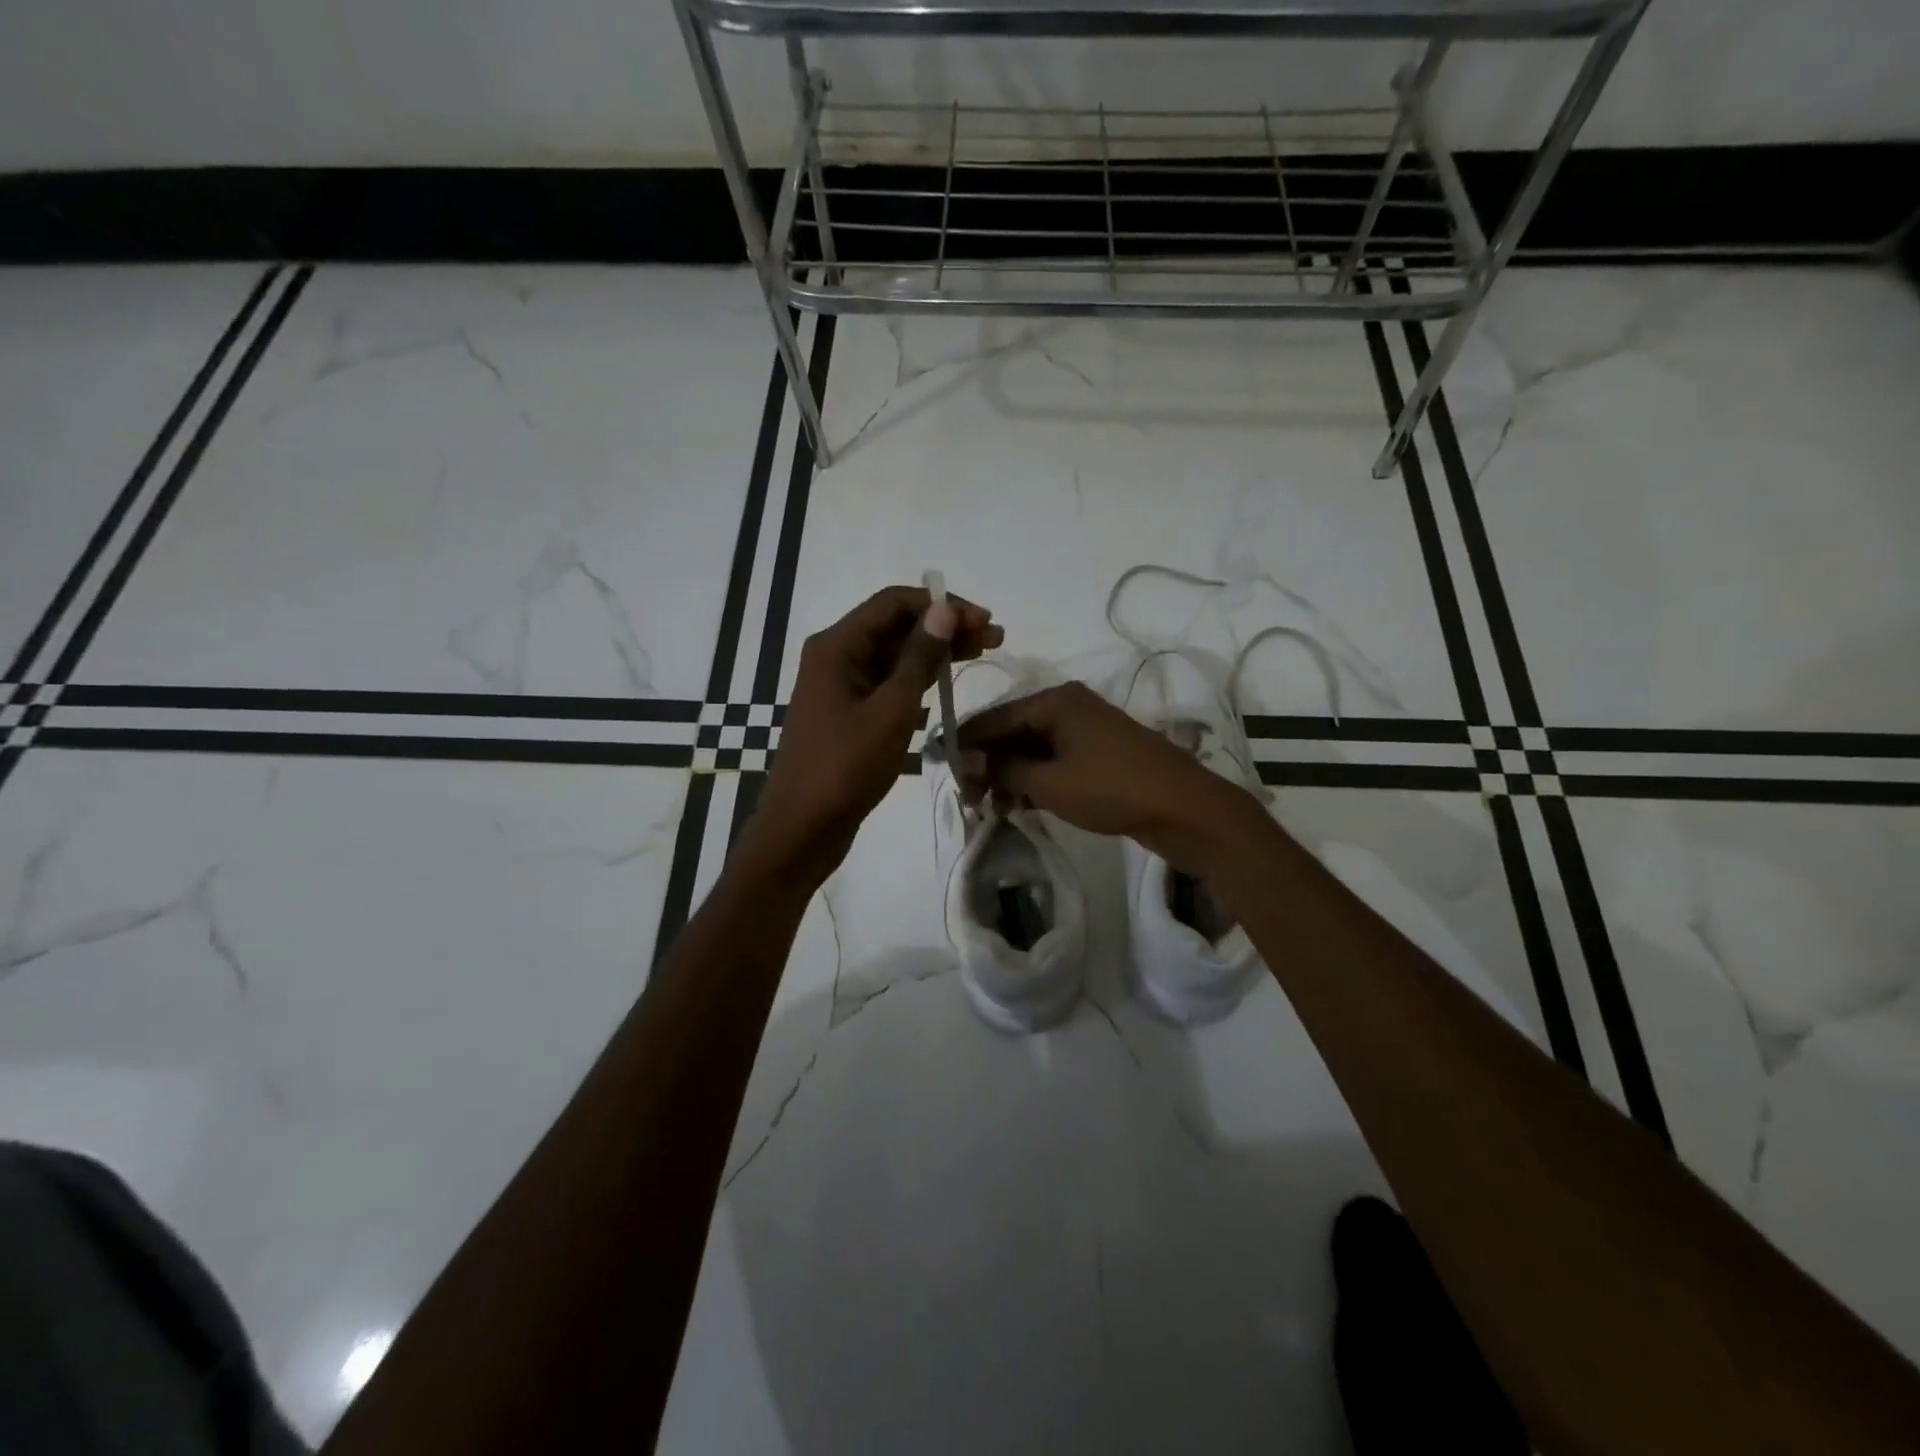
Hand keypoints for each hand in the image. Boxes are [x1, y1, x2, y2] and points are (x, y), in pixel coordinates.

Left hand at [739, 584, 1001, 886]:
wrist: (803, 828)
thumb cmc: (845, 767)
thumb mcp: (891, 710)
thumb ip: (919, 657)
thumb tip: (944, 610)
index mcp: (837, 646)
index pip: (894, 603)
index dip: (942, 606)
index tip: (984, 621)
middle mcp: (836, 656)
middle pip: (895, 626)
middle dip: (944, 628)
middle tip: (994, 638)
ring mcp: (841, 686)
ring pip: (894, 656)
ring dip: (935, 653)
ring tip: (981, 655)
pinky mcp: (849, 713)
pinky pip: (887, 683)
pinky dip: (917, 680)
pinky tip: (947, 685)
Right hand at [957, 682, 1258, 870]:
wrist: (1184, 808)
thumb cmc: (1111, 788)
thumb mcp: (1049, 782)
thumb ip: (1003, 768)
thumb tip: (966, 760)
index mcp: (1055, 700)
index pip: (994, 718)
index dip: (964, 744)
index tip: (939, 771)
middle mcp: (1068, 706)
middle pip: (1012, 731)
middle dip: (987, 763)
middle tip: (967, 798)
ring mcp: (1087, 730)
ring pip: (1033, 748)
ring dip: (1009, 775)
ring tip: (989, 807)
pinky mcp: (1099, 754)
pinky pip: (1054, 761)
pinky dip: (1035, 780)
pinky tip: (1018, 805)